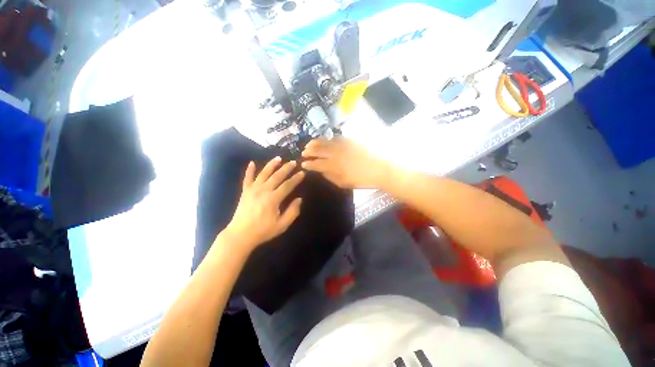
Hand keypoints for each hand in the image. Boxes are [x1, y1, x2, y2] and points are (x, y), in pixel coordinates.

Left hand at [224, 157, 304, 250]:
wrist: (240, 235)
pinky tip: (251, 163)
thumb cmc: (263, 231)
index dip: (296, 178)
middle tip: (293, 162)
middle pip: (277, 176)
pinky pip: (247, 178)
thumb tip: (299, 199)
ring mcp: (252, 190)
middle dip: (286, 168)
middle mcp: (263, 191)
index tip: (302, 173)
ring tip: (278, 158)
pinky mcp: (245, 192)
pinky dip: (249, 170)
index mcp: (273, 199)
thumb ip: (292, 212)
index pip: (287, 185)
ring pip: (263, 173)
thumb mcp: (282, 225)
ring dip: (271, 165)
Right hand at [301, 138, 391, 188]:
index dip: (308, 164)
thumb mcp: (343, 183)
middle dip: (309, 151)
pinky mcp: (349, 140)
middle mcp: (334, 153)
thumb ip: (330, 176)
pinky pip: (334, 138)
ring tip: (309, 144)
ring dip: (315, 142)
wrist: (380, 168)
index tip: (303, 164)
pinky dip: (327, 139)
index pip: (316, 163)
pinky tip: (325, 140)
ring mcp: (341, 145)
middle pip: (318, 150)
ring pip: (324, 141)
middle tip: (304, 152)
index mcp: (332, 165)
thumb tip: (321, 170)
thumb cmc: (361, 179)